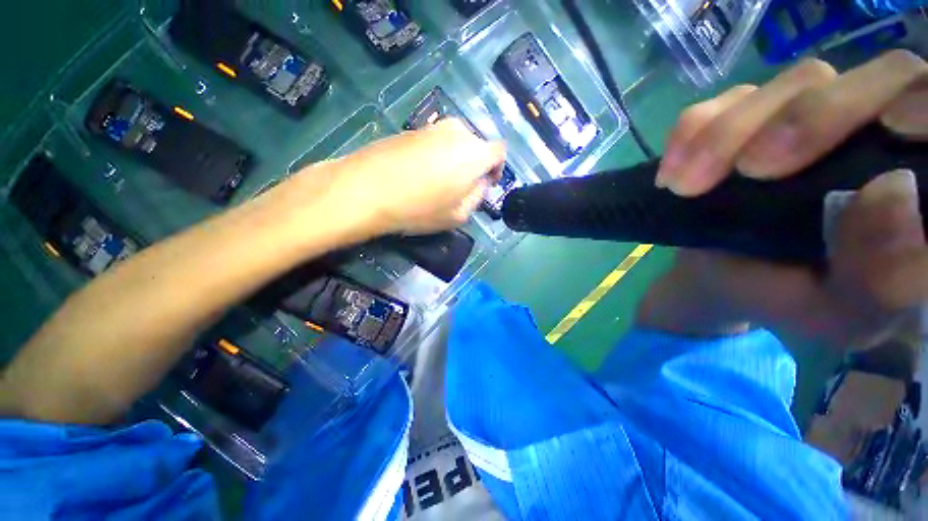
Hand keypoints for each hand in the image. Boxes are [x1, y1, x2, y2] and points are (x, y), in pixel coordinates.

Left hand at [292, 118, 505, 236]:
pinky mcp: (411, 129)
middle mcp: (457, 132)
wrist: (367, 189)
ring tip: (438, 183)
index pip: (499, 152)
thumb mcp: (459, 215)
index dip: (497, 169)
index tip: (487, 184)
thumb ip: (477, 197)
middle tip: (460, 188)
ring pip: (455, 144)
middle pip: (477, 146)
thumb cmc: (419, 208)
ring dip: (454, 161)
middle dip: (474, 166)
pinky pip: (434, 142)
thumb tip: (479, 183)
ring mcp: (432, 127)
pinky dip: (435, 156)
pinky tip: (419, 175)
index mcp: (475, 153)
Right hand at [640, 51, 927, 347]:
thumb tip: (893, 195)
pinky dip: (693, 131)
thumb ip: (881, 279)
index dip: (921, 105)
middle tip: (749, 172)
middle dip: (808, 119)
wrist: (725, 277)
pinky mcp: (749, 115)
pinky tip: (672, 171)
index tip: (886, 132)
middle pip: (872, 78)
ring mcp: (808, 112)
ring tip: (685, 186)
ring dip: (730, 133)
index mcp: (917, 183)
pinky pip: (724, 101)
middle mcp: (875, 129)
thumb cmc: (791, 299)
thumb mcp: (838, 314)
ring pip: (793, 83)